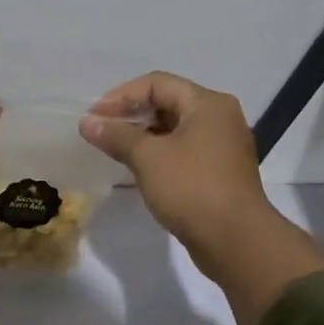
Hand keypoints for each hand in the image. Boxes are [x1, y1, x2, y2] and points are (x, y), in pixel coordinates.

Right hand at [79, 73, 271, 267]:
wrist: (236, 241)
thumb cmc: (192, 188)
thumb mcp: (148, 157)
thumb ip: (116, 135)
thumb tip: (87, 122)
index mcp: (208, 104)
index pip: (157, 84)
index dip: (121, 96)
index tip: (94, 116)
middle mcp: (220, 118)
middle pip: (168, 103)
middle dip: (131, 115)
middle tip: (101, 132)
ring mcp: (223, 146)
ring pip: (176, 130)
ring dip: (144, 136)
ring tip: (115, 150)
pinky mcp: (220, 173)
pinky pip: (184, 152)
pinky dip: (160, 154)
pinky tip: (139, 169)